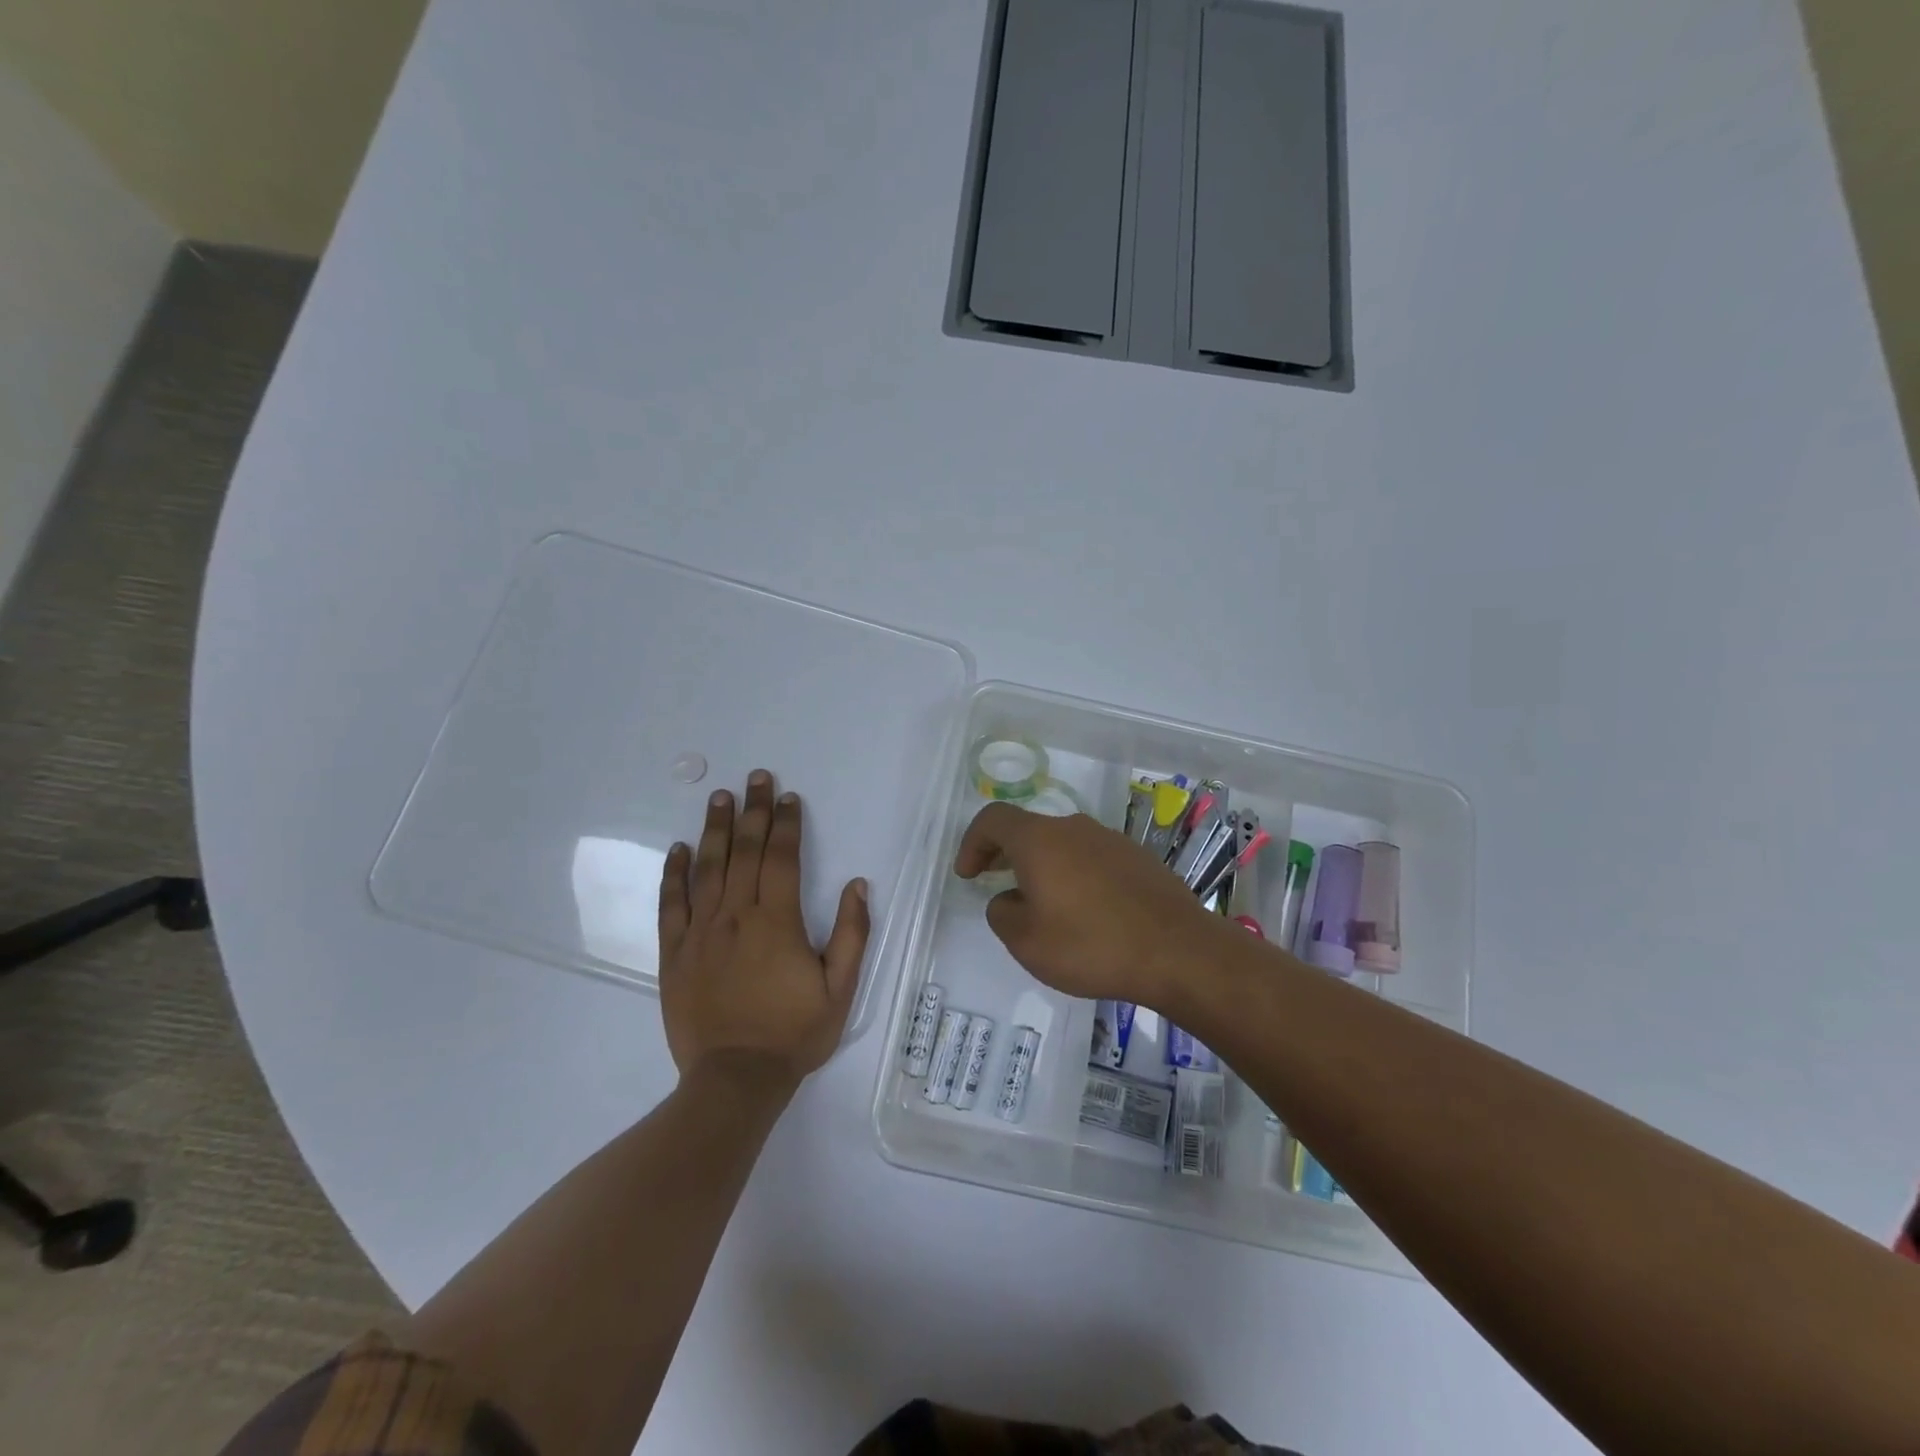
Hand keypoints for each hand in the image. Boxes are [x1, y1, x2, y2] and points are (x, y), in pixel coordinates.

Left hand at [658, 770, 869, 1090]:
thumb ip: (852, 934)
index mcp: (776, 921)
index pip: (781, 858)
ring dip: (716, 829)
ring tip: (720, 797)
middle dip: (754, 811)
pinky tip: (679, 848)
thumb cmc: (793, 1033)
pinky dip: (674, 873)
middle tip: (756, 777)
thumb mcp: (840, 989)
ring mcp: (700, 932)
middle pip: (745, 852)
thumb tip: (857, 885)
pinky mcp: (674, 953)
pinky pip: (671, 904)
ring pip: (708, 868)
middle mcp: (735, 916)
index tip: (789, 797)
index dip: (786, 824)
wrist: (734, 1080)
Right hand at [953, 802, 1237, 1009]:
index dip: (972, 842)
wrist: (1178, 951)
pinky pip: (1091, 858)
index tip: (968, 874)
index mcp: (1040, 840)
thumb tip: (1009, 898)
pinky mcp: (1137, 857)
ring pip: (1062, 843)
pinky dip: (1074, 874)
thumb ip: (1002, 913)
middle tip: (994, 882)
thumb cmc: (1091, 945)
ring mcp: (1110, 839)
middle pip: (1028, 829)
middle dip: (1005, 854)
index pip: (993, 819)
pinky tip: (1084, 910)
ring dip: (1042, 865)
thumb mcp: (1027, 942)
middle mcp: (1073, 828)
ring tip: (1042, 903)